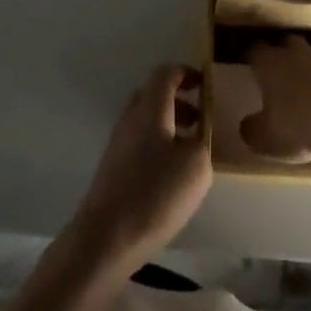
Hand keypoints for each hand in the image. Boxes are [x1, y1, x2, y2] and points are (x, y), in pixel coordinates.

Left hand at [70, 64, 211, 270]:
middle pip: (153, 94)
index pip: (166, 73)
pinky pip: (139, 142)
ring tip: (190, 151)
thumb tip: (196, 137)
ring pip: (146, 120)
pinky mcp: (113, 168)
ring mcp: (118, 143)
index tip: (205, 85)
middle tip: (200, 120)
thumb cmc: (154, 194)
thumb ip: (202, 141)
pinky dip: (158, 146)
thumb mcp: (196, 166)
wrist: (105, 238)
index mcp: (150, 108)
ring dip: (169, 125)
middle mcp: (130, 117)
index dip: (186, 73)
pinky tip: (170, 175)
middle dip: (178, 101)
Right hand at [242, 35, 310, 166]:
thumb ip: (252, 130)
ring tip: (306, 91)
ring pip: (310, 57)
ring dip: (307, 69)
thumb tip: (246, 125)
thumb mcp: (267, 138)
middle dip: (281, 55)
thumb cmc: (300, 126)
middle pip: (285, 44)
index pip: (255, 50)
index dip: (251, 57)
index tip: (248, 65)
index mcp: (271, 63)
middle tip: (277, 75)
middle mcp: (296, 53)